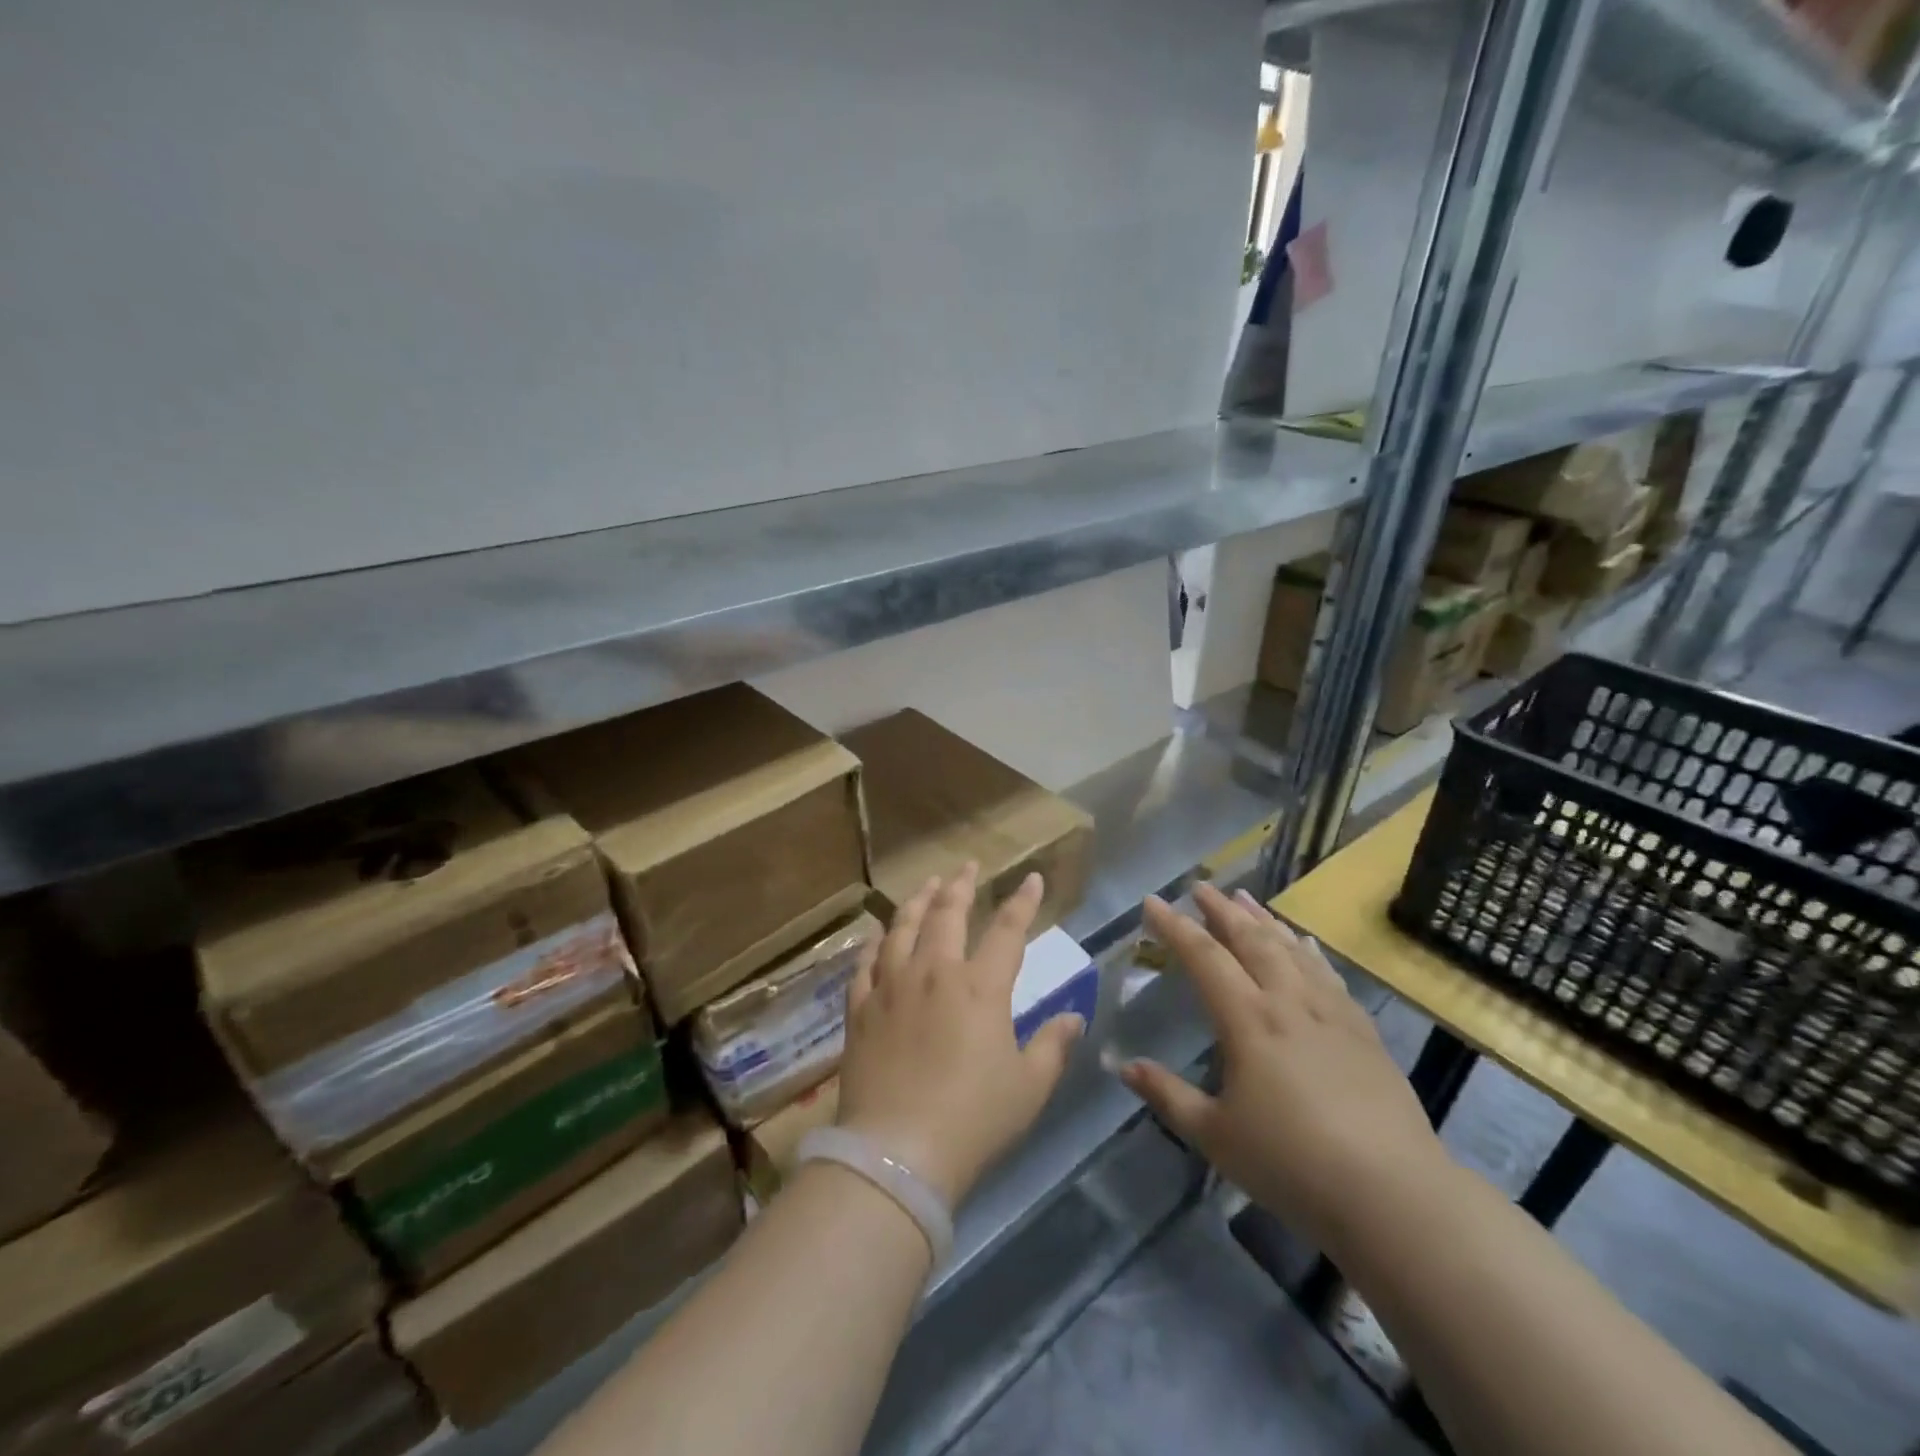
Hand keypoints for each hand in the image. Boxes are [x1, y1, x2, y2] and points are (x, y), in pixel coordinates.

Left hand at [835, 864, 1084, 1207]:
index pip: (1008, 930)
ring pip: (903, 927)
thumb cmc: (974, 1120)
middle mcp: (934, 973)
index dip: (1023, 902)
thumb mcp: (1029, 1087)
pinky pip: (866, 961)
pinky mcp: (860, 1008)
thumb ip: (1053, 1046)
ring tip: (927, 885)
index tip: (1030, 879)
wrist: (898, 1152)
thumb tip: (1073, 1017)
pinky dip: (875, 941)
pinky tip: (878, 932)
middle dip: (961, 885)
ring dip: (918, 901)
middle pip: (948, 914)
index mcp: (980, 987)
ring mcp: (891, 986)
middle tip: (968, 866)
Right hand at [1124, 883, 1451, 1256]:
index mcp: (1248, 1021)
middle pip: (1251, 941)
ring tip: (1245, 897)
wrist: (1393, 1194)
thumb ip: (1168, 1096)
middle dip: (1221, 910)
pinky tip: (1304, 943)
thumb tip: (1125, 1065)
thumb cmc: (1292, 1164)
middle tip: (1200, 887)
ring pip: (1291, 950)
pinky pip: (1328, 975)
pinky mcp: (1363, 1032)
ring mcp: (1331, 1014)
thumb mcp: (1216, 1136)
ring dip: (1264, 920)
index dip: (1175, 927)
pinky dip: (1309, 951)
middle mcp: (1288, 1003)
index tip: (1152, 902)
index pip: (1204, 957)